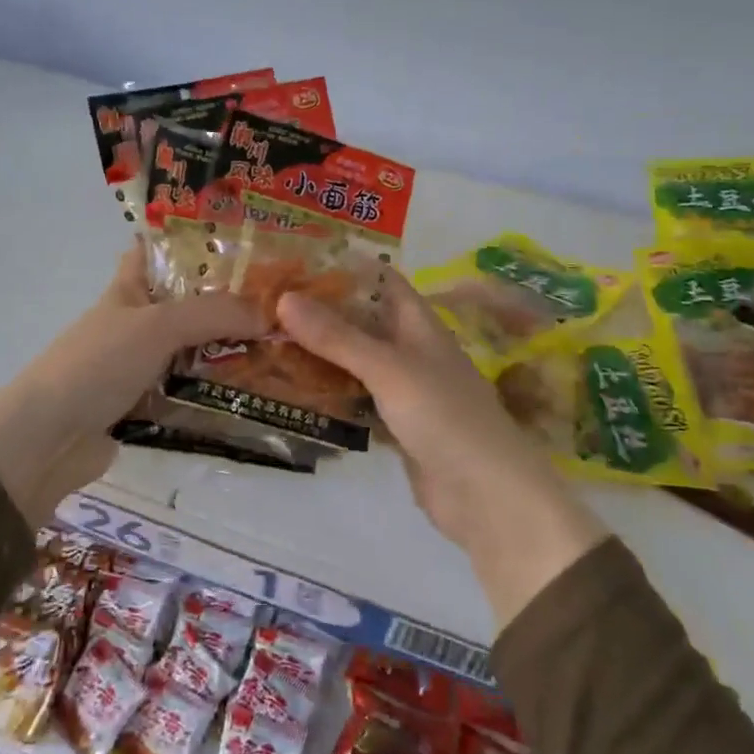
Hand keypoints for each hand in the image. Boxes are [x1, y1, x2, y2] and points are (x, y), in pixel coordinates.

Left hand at [0, 244, 265, 524]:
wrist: (48, 439)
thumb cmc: (98, 364)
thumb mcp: (157, 325)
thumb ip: (213, 314)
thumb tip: (267, 315)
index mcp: (126, 292)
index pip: (152, 253)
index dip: (184, 241)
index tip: (235, 239)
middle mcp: (133, 326)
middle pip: (184, 306)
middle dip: (226, 303)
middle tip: (280, 303)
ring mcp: (137, 368)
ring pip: (190, 352)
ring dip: (226, 353)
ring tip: (282, 349)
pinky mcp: (142, 408)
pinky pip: (186, 394)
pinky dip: (212, 394)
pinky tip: (252, 395)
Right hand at [277, 270, 608, 624]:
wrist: (485, 495)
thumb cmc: (444, 416)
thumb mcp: (389, 369)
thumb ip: (337, 337)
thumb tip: (284, 298)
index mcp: (419, 325)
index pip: (381, 281)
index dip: (345, 267)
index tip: (297, 258)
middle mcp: (411, 350)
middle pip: (362, 321)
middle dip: (322, 311)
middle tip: (268, 303)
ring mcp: (403, 390)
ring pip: (355, 361)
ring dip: (321, 353)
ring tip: (270, 339)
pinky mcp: (394, 425)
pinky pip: (356, 399)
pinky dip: (329, 392)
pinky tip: (294, 389)